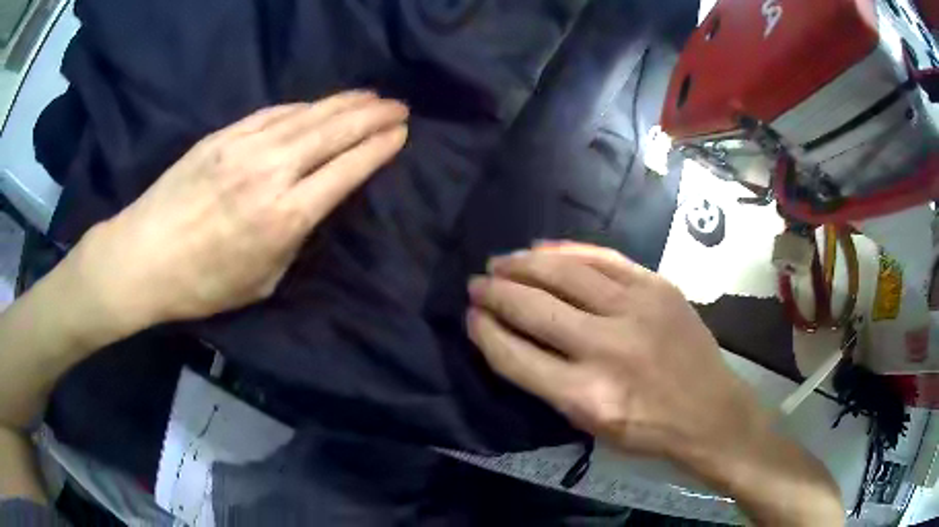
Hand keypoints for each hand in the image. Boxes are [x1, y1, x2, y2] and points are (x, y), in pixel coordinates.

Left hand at [73, 90, 407, 333]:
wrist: (144, 257)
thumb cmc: (203, 284)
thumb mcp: (262, 280)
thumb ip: (294, 239)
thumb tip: (312, 204)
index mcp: (286, 216)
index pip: (346, 169)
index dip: (378, 148)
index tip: (401, 133)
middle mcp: (272, 172)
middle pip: (334, 131)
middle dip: (372, 115)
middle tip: (398, 106)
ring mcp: (245, 146)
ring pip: (307, 114)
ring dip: (344, 102)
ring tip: (370, 95)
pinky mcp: (223, 135)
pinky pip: (273, 113)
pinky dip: (302, 106)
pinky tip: (317, 104)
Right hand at [467, 243, 845, 525]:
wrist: (710, 411)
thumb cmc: (648, 430)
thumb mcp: (590, 426)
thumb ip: (548, 384)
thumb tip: (512, 338)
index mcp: (585, 395)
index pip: (515, 356)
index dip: (485, 332)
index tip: (470, 318)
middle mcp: (606, 348)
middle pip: (534, 308)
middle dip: (495, 293)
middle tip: (476, 284)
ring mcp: (636, 310)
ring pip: (564, 273)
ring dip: (524, 264)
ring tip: (501, 261)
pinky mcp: (657, 287)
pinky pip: (602, 258)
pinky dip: (567, 250)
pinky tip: (543, 248)